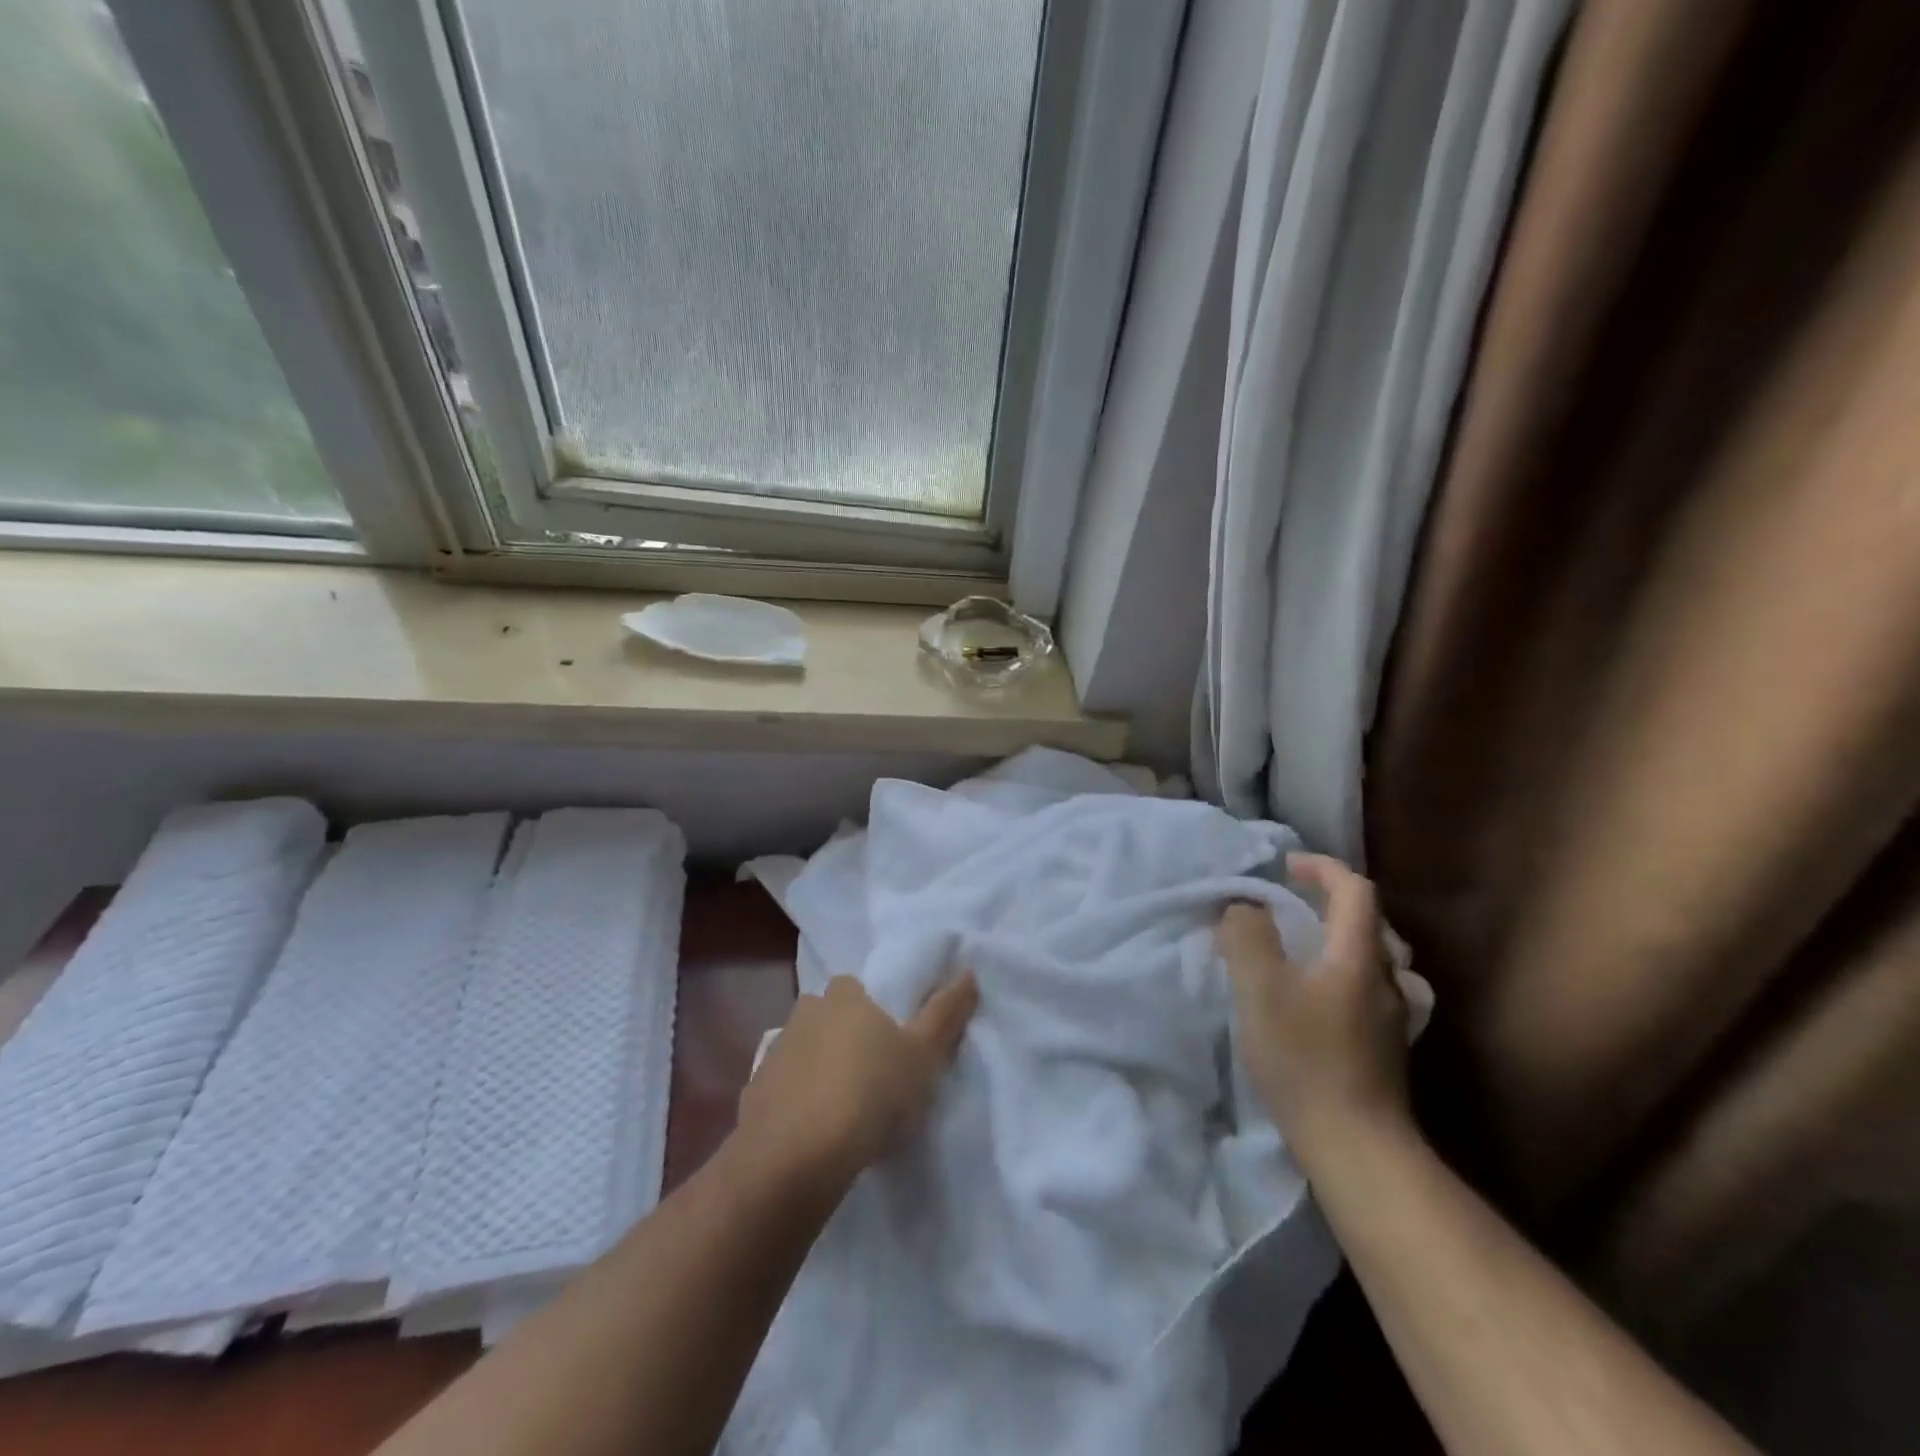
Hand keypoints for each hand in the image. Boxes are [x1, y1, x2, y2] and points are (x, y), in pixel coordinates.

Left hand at [737, 972, 977, 1192]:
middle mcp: (804, 1013)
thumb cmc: (871, 1093)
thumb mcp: (924, 1055)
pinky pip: (782, 1090)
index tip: (889, 1041)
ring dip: (819, 1070)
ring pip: (803, 1052)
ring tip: (844, 1110)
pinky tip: (814, 1133)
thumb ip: (946, 1012)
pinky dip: (796, 1103)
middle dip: (843, 1038)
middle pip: (827, 1017)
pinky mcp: (753, 1094)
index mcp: (844, 997)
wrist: (796, 1158)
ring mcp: (774, 1053)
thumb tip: (968, 972)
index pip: (856, 988)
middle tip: (870, 1075)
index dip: (872, 1010)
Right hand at [1217, 854, 1411, 1163]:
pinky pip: (1381, 993)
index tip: (1285, 867)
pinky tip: (1339, 998)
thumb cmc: (1304, 1059)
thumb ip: (1246, 936)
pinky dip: (1358, 979)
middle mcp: (1387, 978)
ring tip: (1315, 949)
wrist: (1355, 1146)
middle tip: (1293, 908)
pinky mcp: (1391, 1049)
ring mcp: (1395, 1017)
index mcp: (1358, 955)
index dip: (1321, 868)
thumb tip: (1243, 906)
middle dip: (1333, 902)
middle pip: (1372, 922)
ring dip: (1349, 941)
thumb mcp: (1259, 989)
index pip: (1354, 889)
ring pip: (1382, 959)